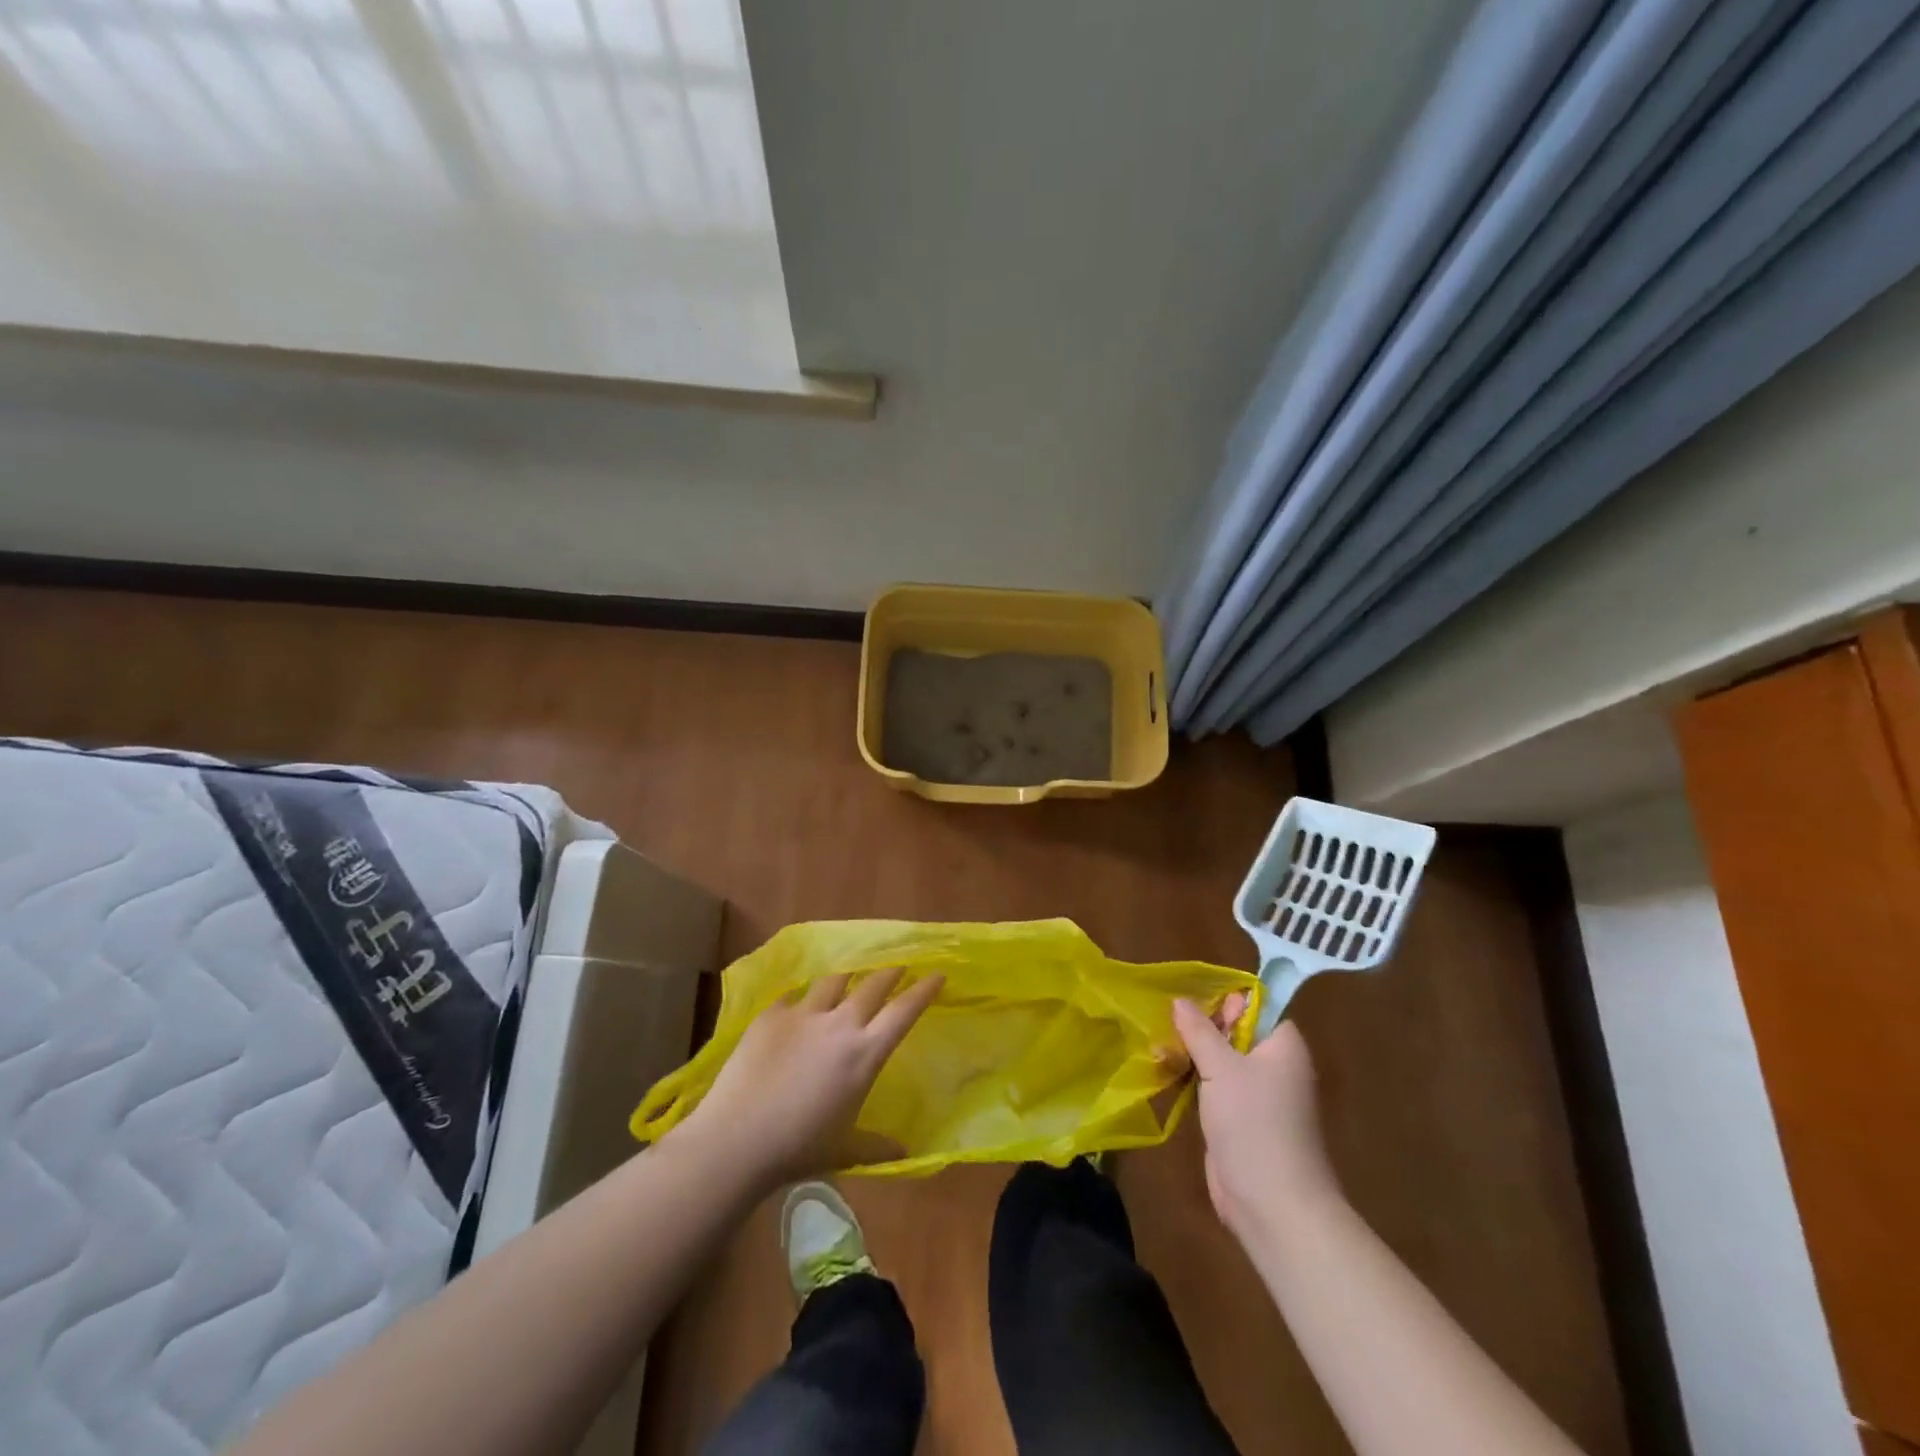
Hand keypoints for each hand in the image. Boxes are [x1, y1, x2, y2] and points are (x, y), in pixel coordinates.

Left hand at [672, 968, 942, 1189]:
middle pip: (873, 984)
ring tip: (850, 974)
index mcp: (864, 1054)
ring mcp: (803, 1014)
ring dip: (848, 975)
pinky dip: (803, 996)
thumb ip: (877, 1146)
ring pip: (834, 980)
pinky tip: (800, 1000)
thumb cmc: (798, 1149)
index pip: (903, 1012)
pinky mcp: (771, 1014)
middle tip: (899, 964)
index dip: (923, 990)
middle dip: (890, 971)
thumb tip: (906, 1152)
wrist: (737, 1139)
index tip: (937, 973)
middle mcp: (839, 1024)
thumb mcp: (844, 1150)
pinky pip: (794, 995)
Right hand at [1172, 999, 1339, 1240]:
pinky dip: (1194, 1079)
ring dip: (1193, 1054)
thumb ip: (1199, 1030)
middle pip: (1236, 1032)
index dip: (1227, 1001)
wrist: (1273, 1205)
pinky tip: (1166, 1072)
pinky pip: (1216, 1087)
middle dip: (1202, 1027)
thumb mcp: (1221, 1068)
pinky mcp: (1240, 1120)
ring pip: (1222, 1060)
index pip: (1258, 1008)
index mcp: (1283, 1047)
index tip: (1193, 1002)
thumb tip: (1180, 999)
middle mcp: (1275, 1067)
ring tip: (1159, 1047)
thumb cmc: (1254, 1124)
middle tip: (1168, 1024)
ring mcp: (1258, 1096)